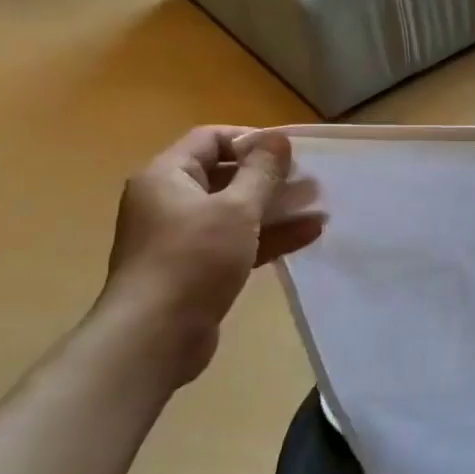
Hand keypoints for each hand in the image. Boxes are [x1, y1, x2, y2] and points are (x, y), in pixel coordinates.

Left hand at [98, 126, 325, 380]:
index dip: (251, 139)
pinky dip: (268, 236)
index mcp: (167, 176)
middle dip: (270, 177)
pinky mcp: (197, 269)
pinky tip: (309, 234)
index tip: (290, 151)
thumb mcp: (236, 208)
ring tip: (319, 206)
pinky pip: (237, 241)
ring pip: (235, 211)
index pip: (210, 139)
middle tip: (310, 179)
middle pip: (225, 175)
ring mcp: (182, 237)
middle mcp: (169, 201)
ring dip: (276, 208)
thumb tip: (278, 137)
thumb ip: (261, 171)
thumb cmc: (193, 258)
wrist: (155, 336)